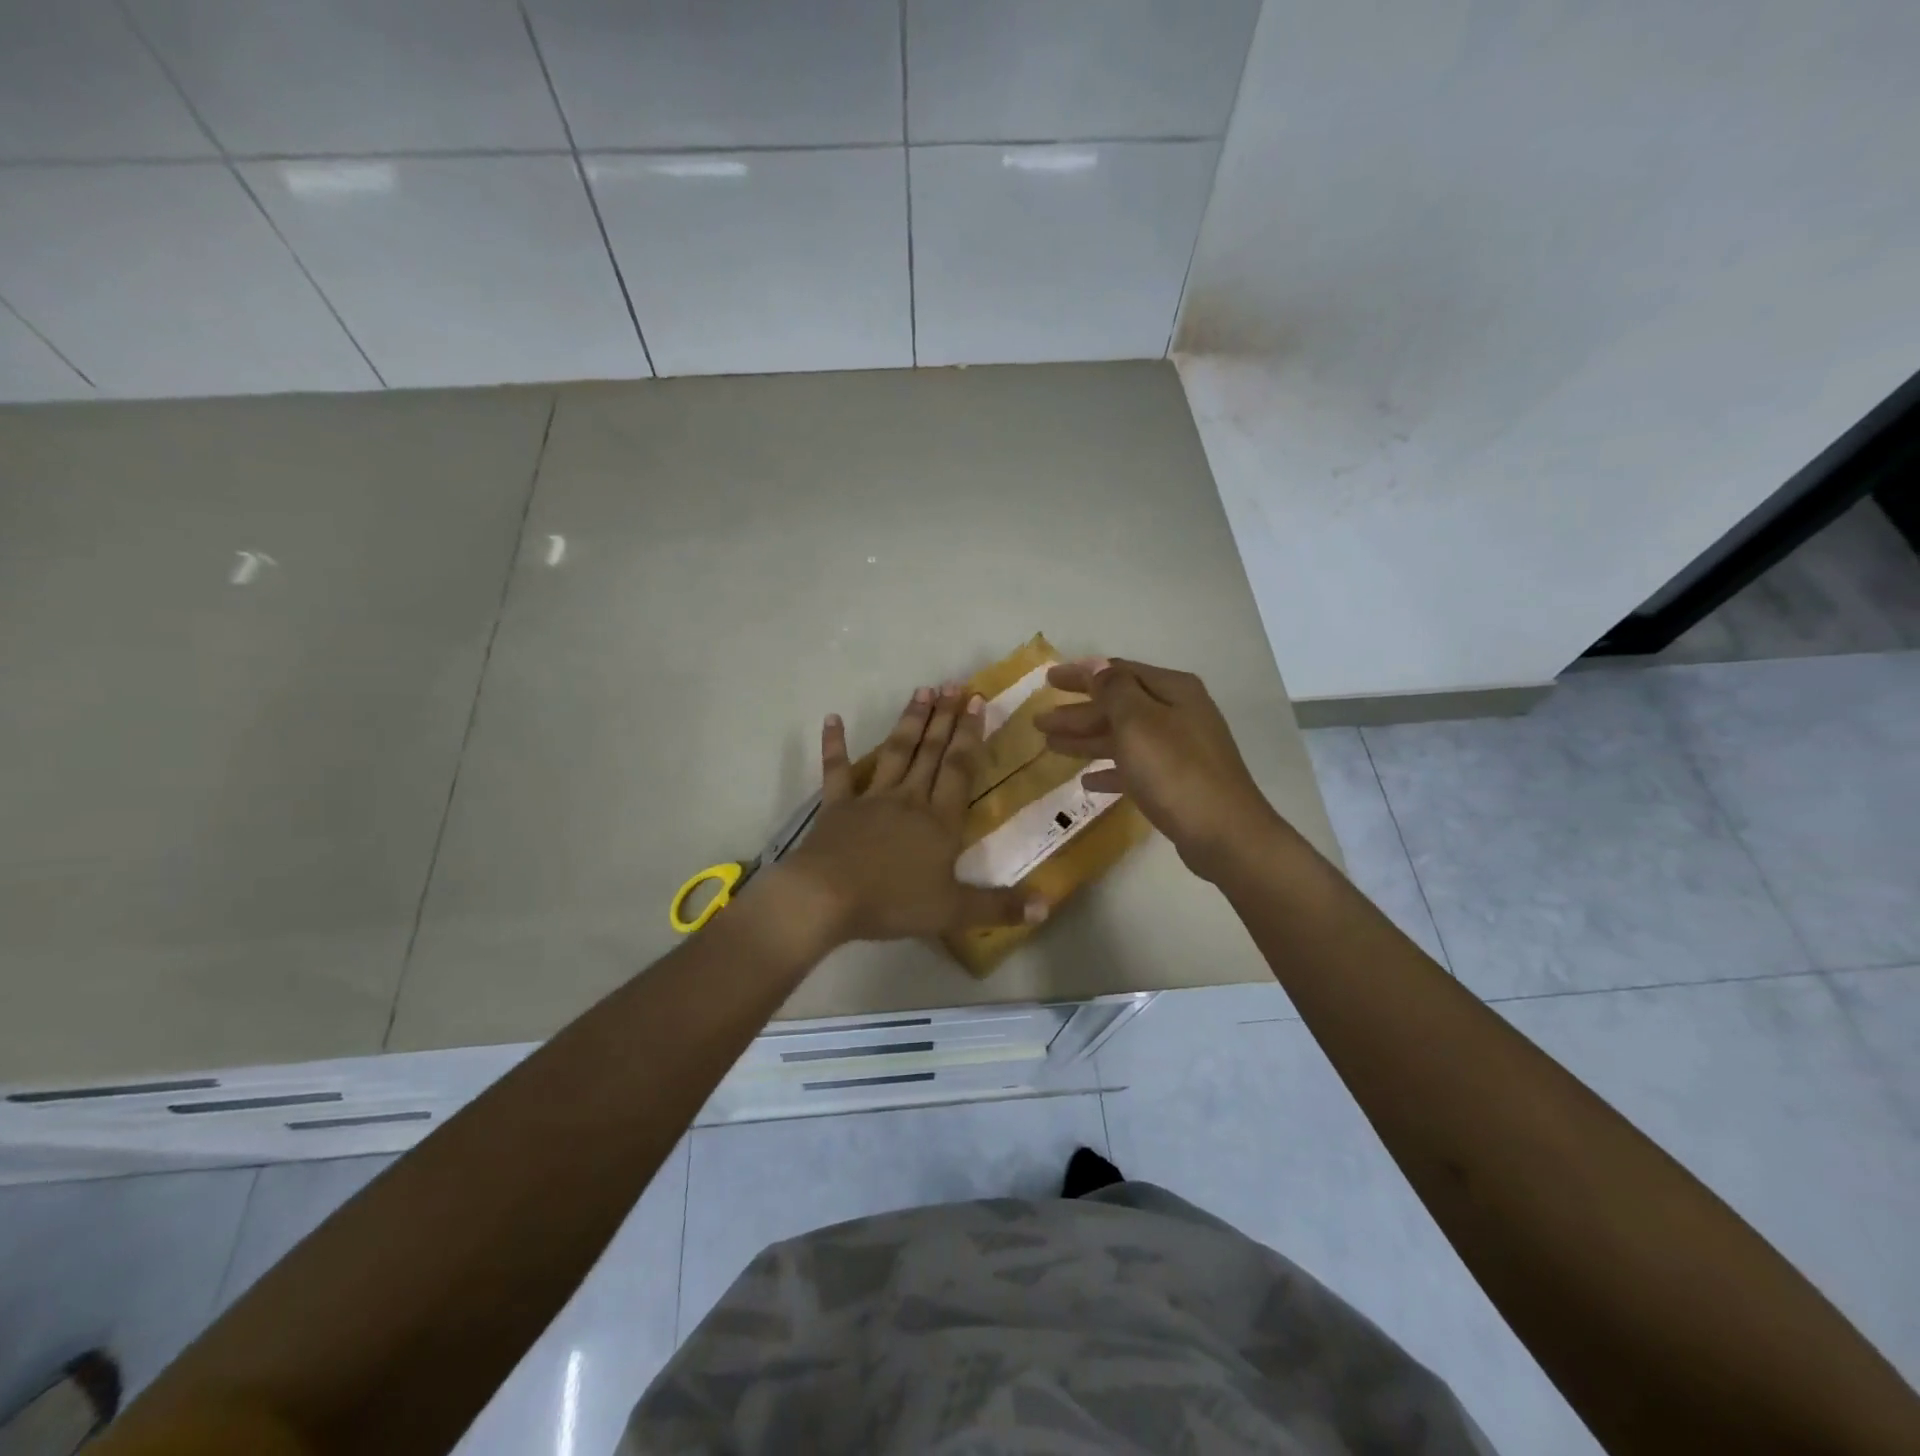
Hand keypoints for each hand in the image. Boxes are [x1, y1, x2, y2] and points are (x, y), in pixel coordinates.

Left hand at [777, 684, 1041, 946]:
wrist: (827, 898)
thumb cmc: (893, 903)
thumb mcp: (953, 911)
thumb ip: (999, 907)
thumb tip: (1047, 906)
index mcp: (940, 821)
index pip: (960, 769)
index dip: (970, 735)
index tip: (977, 701)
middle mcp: (909, 799)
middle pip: (931, 752)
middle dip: (945, 718)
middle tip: (954, 685)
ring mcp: (871, 798)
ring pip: (895, 752)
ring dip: (910, 721)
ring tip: (922, 691)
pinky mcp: (837, 806)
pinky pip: (837, 770)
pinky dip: (835, 744)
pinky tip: (832, 719)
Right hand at [1034, 657, 1280, 881]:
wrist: (1223, 833)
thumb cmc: (1175, 770)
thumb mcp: (1138, 722)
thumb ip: (1113, 690)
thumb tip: (1096, 664)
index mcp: (1172, 691)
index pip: (1118, 672)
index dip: (1081, 675)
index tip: (1048, 679)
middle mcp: (1178, 713)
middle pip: (1118, 706)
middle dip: (1078, 712)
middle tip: (1039, 721)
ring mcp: (1179, 749)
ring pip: (1123, 737)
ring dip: (1087, 739)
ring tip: (1050, 745)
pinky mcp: (1176, 782)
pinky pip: (1135, 768)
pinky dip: (1110, 770)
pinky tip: (1087, 780)